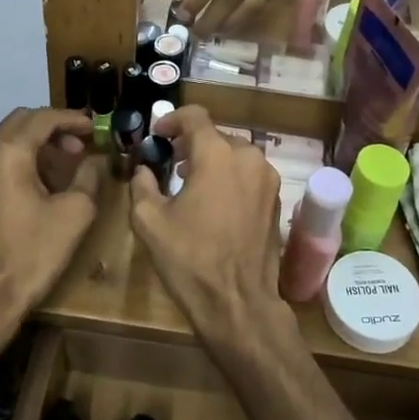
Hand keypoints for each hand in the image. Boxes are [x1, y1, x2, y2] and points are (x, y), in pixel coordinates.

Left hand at [0, 108, 104, 327]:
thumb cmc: (33, 253)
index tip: (93, 128)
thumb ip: (88, 176)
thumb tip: (95, 160)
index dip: (72, 118)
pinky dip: (16, 162)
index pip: (43, 118)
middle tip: (78, 145)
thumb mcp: (75, 213)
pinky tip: (33, 187)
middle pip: (19, 122)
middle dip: (52, 126)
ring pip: (4, 142)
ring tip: (60, 166)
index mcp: (10, 154)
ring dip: (33, 144)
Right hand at [128, 106, 285, 336]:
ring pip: (235, 155)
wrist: (238, 303)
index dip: (172, 120)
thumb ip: (142, 185)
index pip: (195, 116)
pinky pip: (249, 175)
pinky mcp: (277, 200)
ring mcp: (267, 179)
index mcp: (216, 155)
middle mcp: (248, 157)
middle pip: (216, 136)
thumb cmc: (190, 259)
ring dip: (212, 161)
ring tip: (191, 183)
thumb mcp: (149, 221)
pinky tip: (215, 202)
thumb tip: (144, 170)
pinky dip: (230, 178)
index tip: (158, 135)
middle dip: (191, 144)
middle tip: (170, 162)